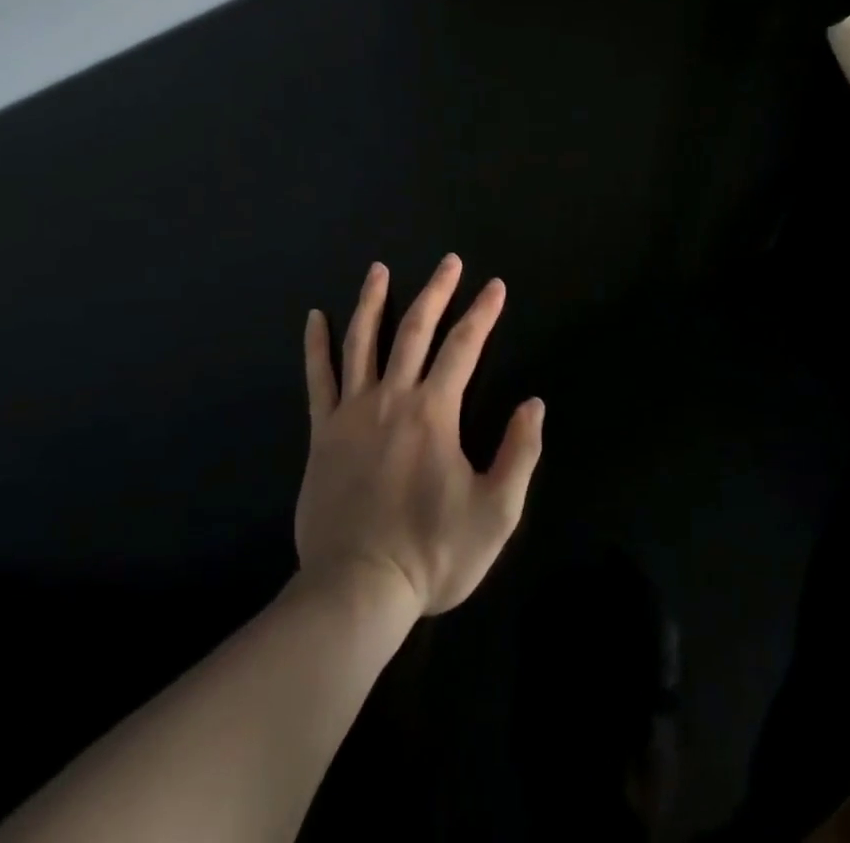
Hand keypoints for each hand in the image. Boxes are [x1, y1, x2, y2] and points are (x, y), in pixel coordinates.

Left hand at [296, 255, 544, 616]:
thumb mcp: (496, 513)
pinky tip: (314, 318)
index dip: (483, 313)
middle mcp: (393, 398)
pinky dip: (316, 345)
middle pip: (415, 330)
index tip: (495, 286)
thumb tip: (534, 404)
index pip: (464, 346)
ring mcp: (353, 412)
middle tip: (449, 261)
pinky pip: (318, 379)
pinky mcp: (323, 432)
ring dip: (373, 301)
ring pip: (362, 342)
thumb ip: (520, 454)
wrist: (357, 589)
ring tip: (378, 269)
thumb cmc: (432, 553)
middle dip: (436, 291)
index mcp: (434, 412)